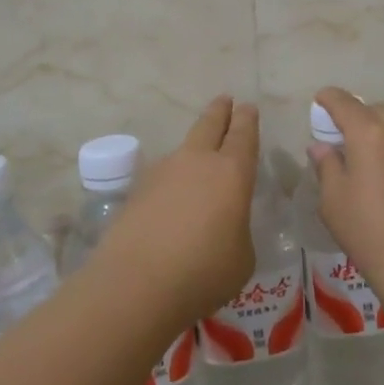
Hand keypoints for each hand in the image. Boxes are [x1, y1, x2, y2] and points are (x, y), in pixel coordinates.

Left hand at [93, 96, 259, 327]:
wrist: (136, 284)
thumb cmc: (204, 271)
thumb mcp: (241, 257)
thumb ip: (237, 231)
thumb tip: (225, 226)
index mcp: (232, 172)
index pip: (243, 135)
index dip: (247, 119)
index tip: (247, 107)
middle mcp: (197, 161)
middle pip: (209, 125)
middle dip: (220, 111)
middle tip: (225, 100)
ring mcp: (163, 172)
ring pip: (183, 148)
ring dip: (194, 147)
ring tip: (199, 156)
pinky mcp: (137, 191)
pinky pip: (163, 175)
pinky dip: (172, 179)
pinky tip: (172, 197)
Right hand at [309, 88, 383, 309]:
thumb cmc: (369, 233)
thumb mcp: (333, 200)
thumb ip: (326, 164)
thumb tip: (322, 146)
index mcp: (370, 133)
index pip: (344, 102)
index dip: (328, 99)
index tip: (320, 103)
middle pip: (375, 110)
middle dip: (358, 118)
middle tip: (346, 140)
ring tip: (374, 159)